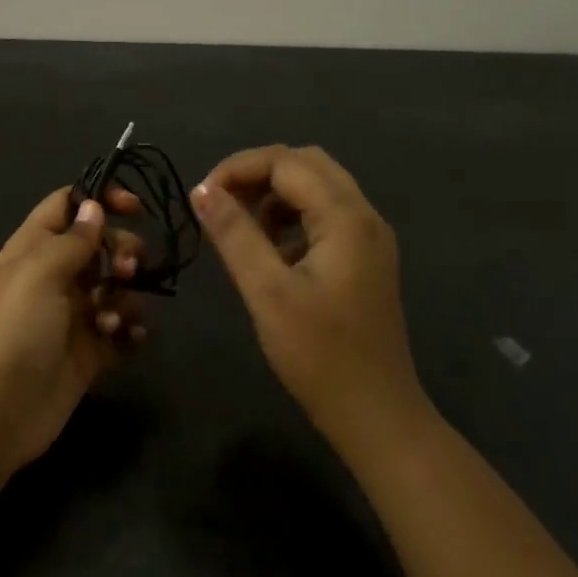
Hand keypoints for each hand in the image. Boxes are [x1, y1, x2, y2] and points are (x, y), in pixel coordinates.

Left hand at [0, 186, 147, 471]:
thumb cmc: (14, 330)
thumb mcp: (38, 273)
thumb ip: (72, 240)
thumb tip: (93, 207)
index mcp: (32, 250)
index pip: (66, 206)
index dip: (99, 199)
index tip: (135, 207)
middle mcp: (53, 277)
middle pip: (99, 246)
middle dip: (122, 250)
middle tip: (127, 269)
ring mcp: (72, 316)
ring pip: (115, 288)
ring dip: (125, 296)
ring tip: (111, 319)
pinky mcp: (89, 352)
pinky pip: (121, 329)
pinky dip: (130, 329)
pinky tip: (130, 337)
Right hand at [193, 145, 431, 446]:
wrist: (376, 414)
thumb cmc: (319, 355)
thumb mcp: (267, 292)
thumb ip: (235, 235)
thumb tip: (202, 190)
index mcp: (346, 217)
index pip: (286, 162)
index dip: (238, 168)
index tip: (201, 198)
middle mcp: (364, 216)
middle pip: (307, 164)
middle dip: (258, 174)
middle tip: (220, 205)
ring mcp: (369, 238)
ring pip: (317, 187)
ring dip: (275, 194)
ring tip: (240, 228)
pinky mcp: (365, 259)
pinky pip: (326, 215)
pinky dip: (292, 216)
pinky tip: (271, 250)